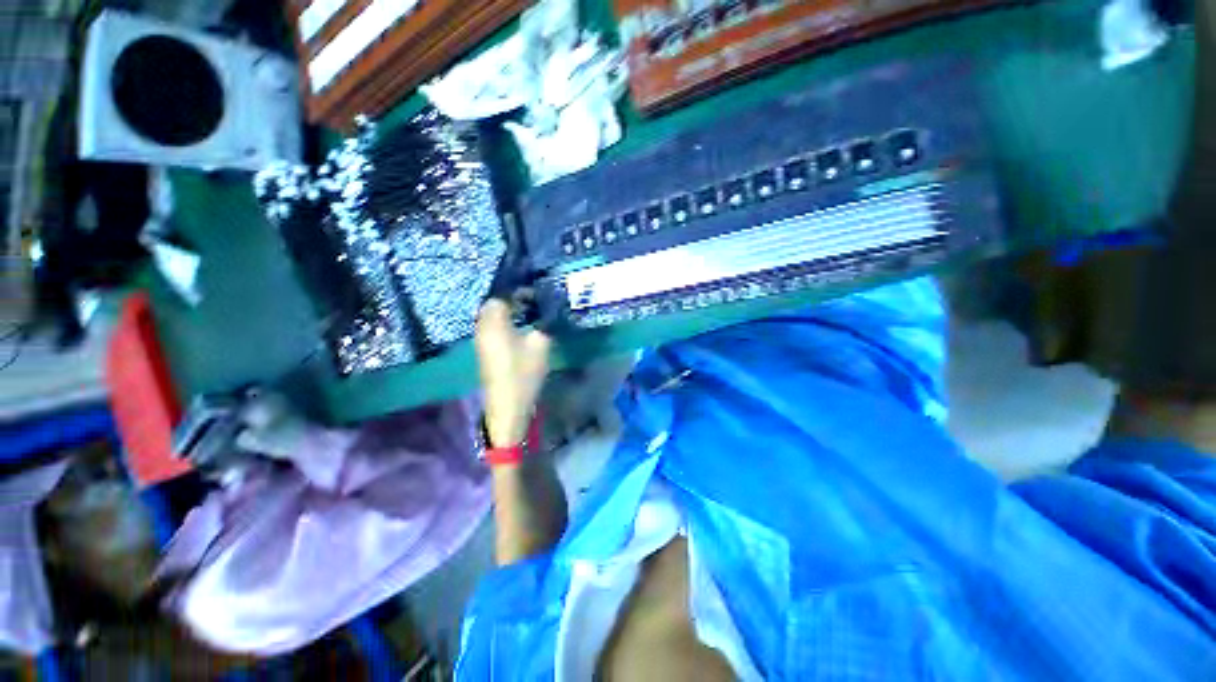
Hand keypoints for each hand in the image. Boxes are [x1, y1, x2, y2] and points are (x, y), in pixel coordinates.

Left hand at [475, 299, 552, 447]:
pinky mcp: (483, 350)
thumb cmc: (524, 373)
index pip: (500, 296)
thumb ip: (543, 323)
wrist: (508, 405)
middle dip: (511, 299)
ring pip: (491, 316)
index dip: (517, 291)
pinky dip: (503, 323)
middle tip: (531, 302)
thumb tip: (545, 311)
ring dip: (507, 311)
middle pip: (493, 305)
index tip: (534, 293)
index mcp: (494, 322)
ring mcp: (480, 340)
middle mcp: (482, 327)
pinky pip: (491, 327)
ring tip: (527, 314)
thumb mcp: (540, 344)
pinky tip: (518, 328)